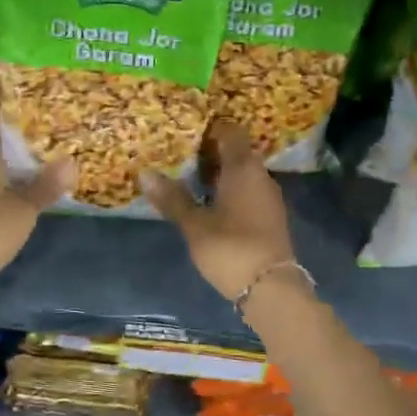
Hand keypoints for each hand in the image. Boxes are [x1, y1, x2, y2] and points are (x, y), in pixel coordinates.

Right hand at [142, 123, 297, 301]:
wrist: (271, 288)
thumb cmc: (230, 248)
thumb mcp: (195, 225)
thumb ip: (172, 198)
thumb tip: (145, 173)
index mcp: (243, 168)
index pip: (231, 132)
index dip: (212, 127)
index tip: (188, 129)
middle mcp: (260, 176)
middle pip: (238, 152)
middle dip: (212, 151)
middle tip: (182, 153)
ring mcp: (269, 197)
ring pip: (244, 173)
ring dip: (221, 173)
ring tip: (191, 177)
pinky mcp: (270, 217)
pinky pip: (248, 191)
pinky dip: (230, 190)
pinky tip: (211, 202)